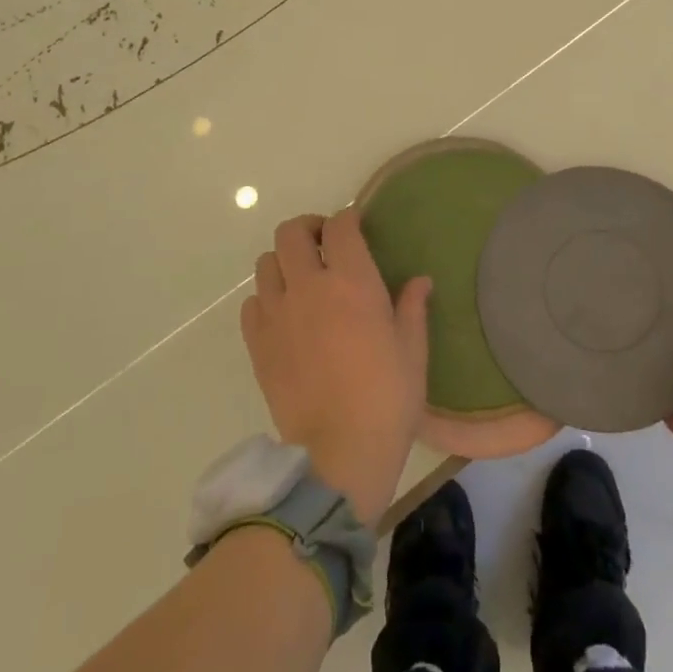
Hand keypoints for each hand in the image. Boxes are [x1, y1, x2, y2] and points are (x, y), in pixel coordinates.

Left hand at [241, 209, 431, 524]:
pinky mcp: (257, 344)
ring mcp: (277, 314)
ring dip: (284, 261)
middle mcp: (309, 286)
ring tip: (301, 278)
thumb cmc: (387, 398)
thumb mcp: (412, 350)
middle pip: (292, 232)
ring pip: (266, 263)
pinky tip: (284, 315)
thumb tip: (420, 281)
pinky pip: (252, 303)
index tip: (356, 226)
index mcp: (351, 281)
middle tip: (325, 244)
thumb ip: (412, 307)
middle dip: (309, 229)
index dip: (347, 218)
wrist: (339, 453)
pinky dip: (266, 298)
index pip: (340, 226)